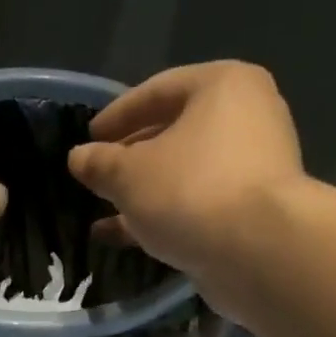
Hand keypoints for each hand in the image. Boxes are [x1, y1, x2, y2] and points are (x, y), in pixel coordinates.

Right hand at [68, 61, 306, 319]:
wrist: (257, 250)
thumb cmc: (190, 191)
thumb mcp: (129, 175)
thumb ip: (99, 163)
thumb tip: (78, 157)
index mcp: (222, 86)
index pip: (157, 89)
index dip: (117, 115)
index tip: (88, 138)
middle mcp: (246, 116)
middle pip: (175, 130)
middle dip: (132, 156)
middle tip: (98, 175)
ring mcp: (252, 166)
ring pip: (184, 172)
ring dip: (144, 191)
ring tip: (105, 209)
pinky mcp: (250, 210)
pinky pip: (196, 203)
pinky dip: (163, 215)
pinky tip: (126, 235)